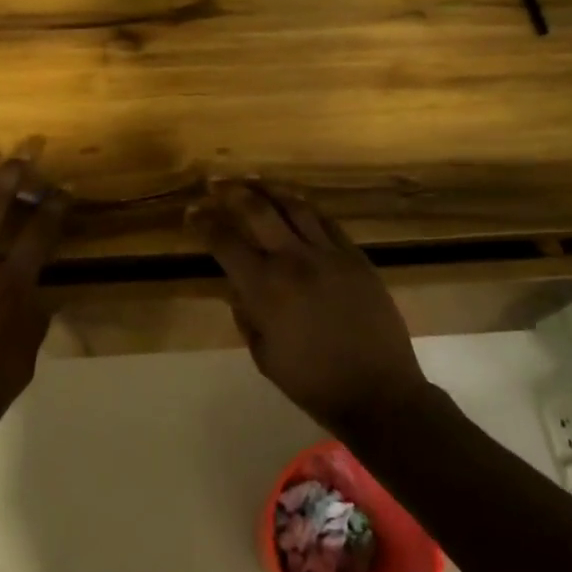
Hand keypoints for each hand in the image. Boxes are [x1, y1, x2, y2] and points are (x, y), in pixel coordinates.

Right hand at [193, 181, 428, 434]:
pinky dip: (305, 207)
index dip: (204, 223)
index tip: (192, 211)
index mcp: (265, 288)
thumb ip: (245, 313)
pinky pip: (327, 221)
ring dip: (269, 188)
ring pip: (295, 206)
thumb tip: (237, 285)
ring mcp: (329, 254)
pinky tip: (295, 201)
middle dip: (231, 192)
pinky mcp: (356, 257)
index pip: (225, 242)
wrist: (379, 392)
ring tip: (252, 179)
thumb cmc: (313, 382)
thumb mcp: (264, 354)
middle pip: (257, 210)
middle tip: (215, 182)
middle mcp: (294, 261)